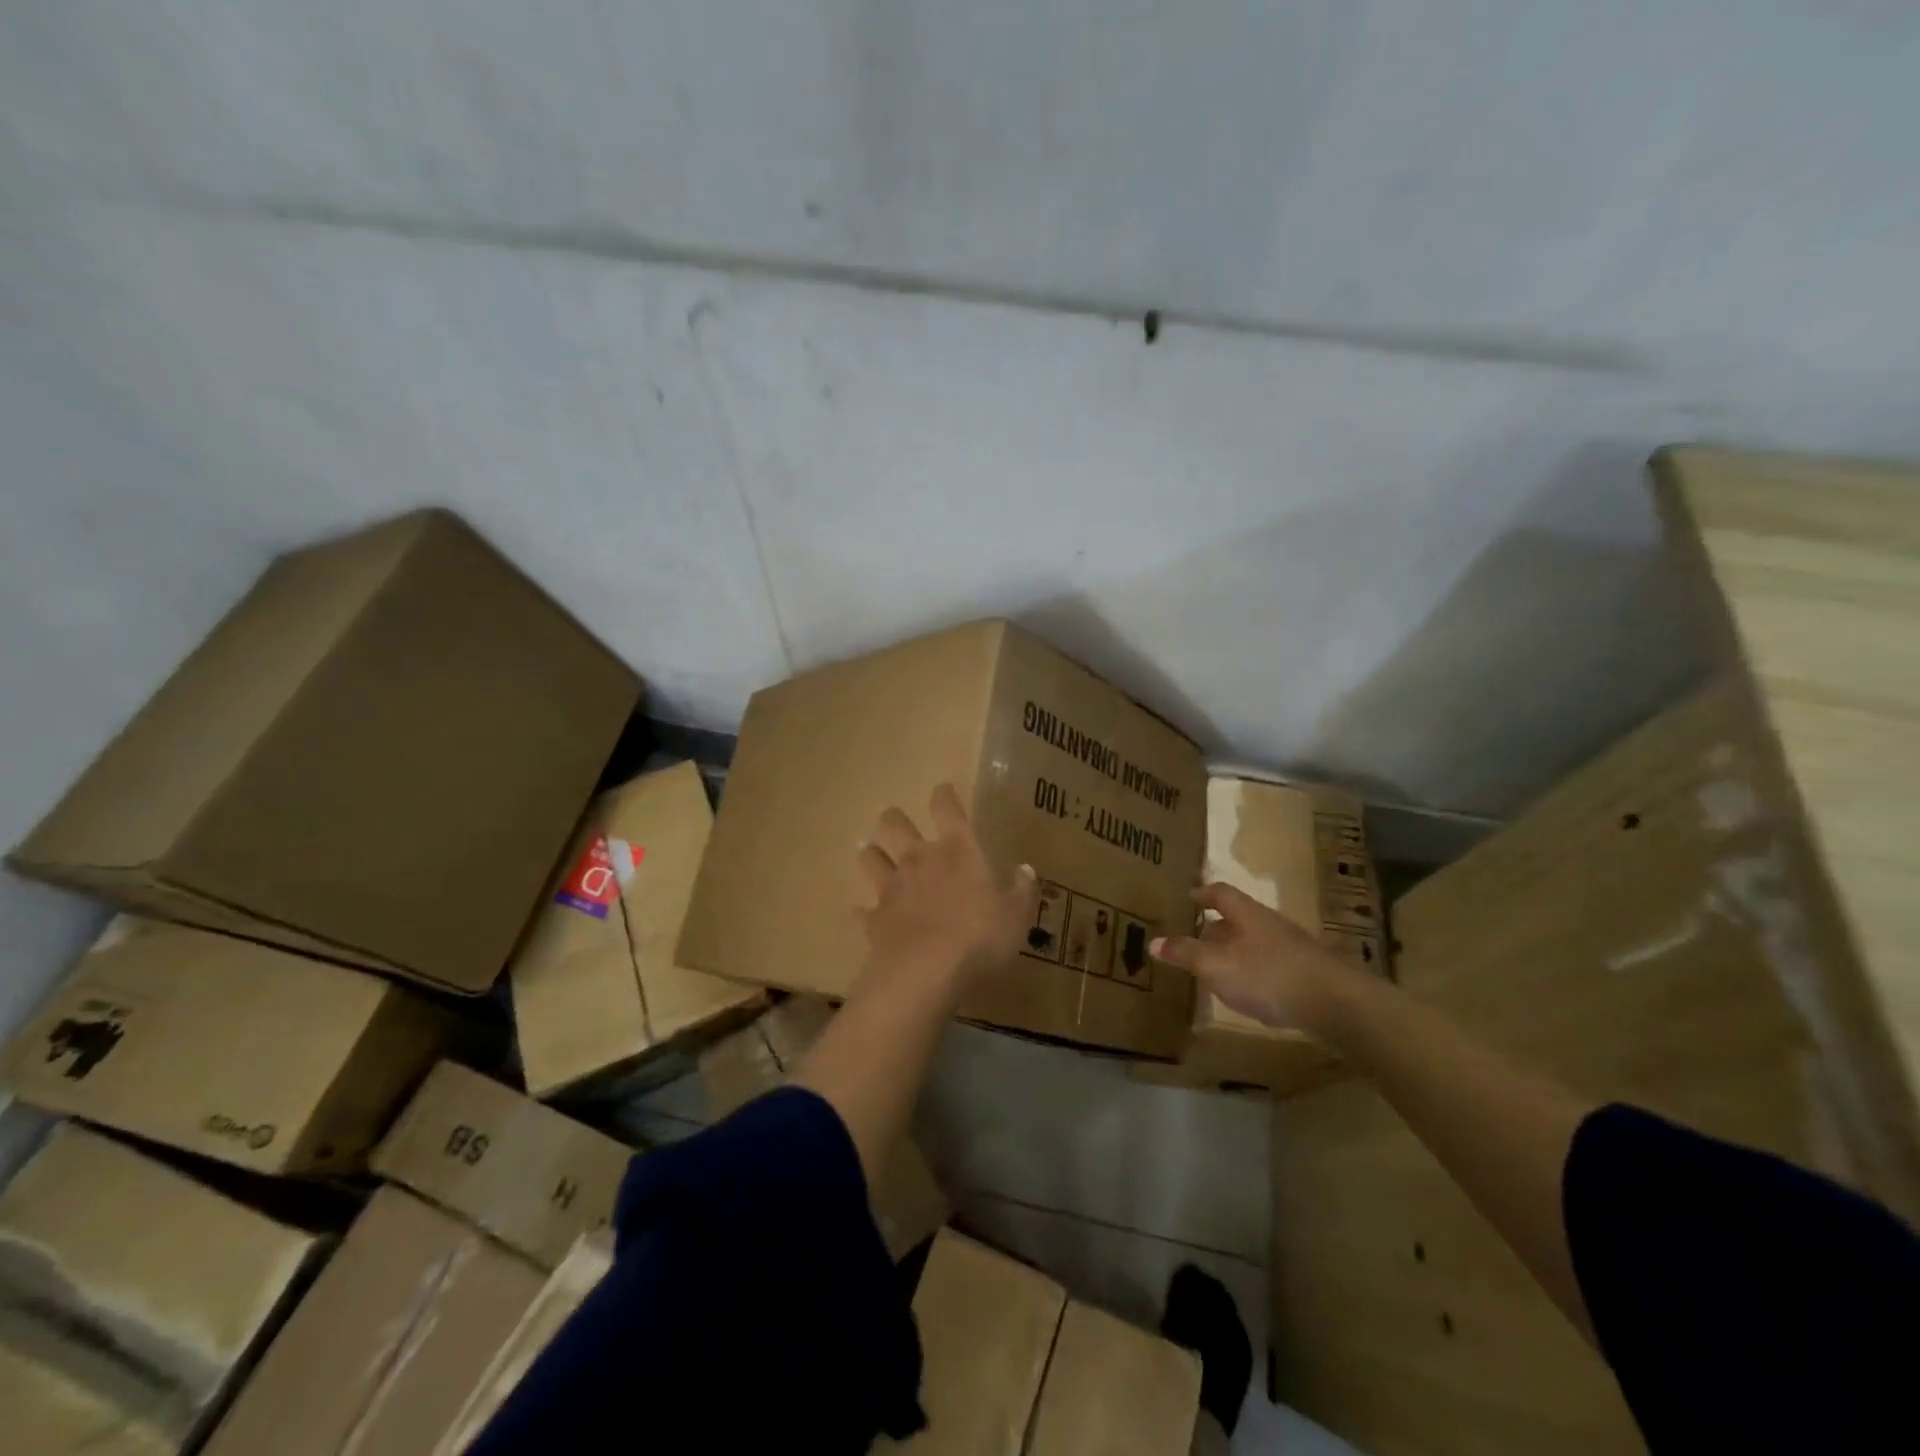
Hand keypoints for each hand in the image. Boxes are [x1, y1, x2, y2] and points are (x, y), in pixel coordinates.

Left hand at [856, 784, 1039, 993]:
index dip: (944, 795)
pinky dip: (863, 910)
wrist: (925, 972)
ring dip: (870, 853)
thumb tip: (1026, 869)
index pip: (946, 808)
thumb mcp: (1015, 916)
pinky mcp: (875, 919)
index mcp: (956, 850)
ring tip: (869, 851)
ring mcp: (891, 887)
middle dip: (893, 819)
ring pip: (871, 857)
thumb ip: (1020, 891)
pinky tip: (863, 912)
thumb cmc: (979, 936)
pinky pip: (863, 910)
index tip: (943, 791)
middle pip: (895, 824)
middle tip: (895, 822)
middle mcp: (919, 859)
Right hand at [1151, 882, 1352, 1035]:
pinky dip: (1254, 972)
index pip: (1220, 893)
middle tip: (1194, 939)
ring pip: (1255, 942)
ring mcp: (1292, 948)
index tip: (1189, 898)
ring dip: (1235, 952)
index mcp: (1247, 913)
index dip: (1203, 894)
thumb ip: (1185, 953)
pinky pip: (1271, 965)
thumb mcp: (1216, 965)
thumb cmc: (1268, 975)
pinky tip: (1249, 993)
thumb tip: (1153, 941)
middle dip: (1216, 927)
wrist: (1336, 1004)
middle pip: (1239, 918)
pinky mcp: (1307, 974)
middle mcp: (1270, 924)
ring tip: (1217, 969)